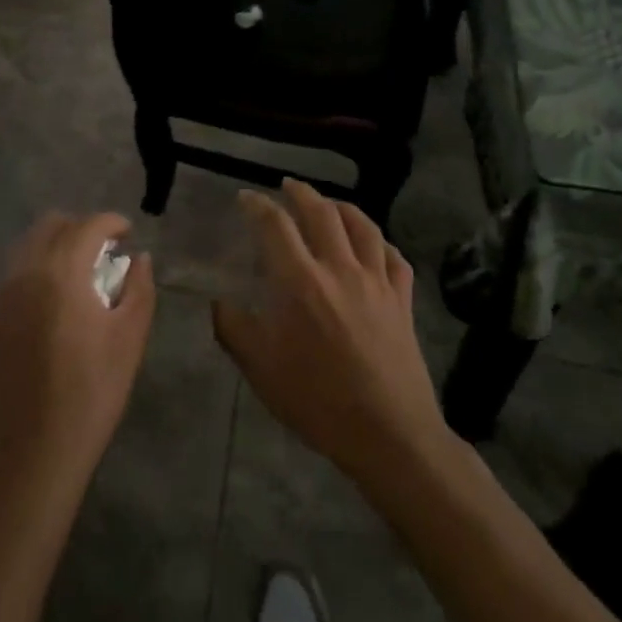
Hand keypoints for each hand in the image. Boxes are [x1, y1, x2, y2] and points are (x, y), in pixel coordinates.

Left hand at [0, 213, 154, 502]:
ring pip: (25, 249)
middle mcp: (24, 275)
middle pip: (51, 226)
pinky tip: (49, 309)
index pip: (88, 226)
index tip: (128, 234)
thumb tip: (139, 259)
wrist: (32, 457)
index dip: (112, 222)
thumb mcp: (130, 340)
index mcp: (61, 273)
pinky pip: (11, 281)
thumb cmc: (91, 395)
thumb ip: (139, 289)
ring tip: (76, 275)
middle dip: (80, 229)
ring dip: (53, 248)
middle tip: (103, 253)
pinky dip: (34, 277)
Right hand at [212, 181, 446, 486]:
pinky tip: (374, 246)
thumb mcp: (261, 369)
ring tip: (330, 204)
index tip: (246, 197)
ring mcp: (377, 282)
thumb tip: (219, 302)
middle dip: (301, 192)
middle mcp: (339, 268)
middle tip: (288, 186)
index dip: (257, 204)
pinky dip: (382, 243)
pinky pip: (394, 258)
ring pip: (363, 226)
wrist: (389, 435)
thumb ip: (234, 329)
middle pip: (321, 212)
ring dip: (342, 207)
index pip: (275, 224)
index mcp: (300, 280)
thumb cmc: (318, 401)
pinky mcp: (403, 300)